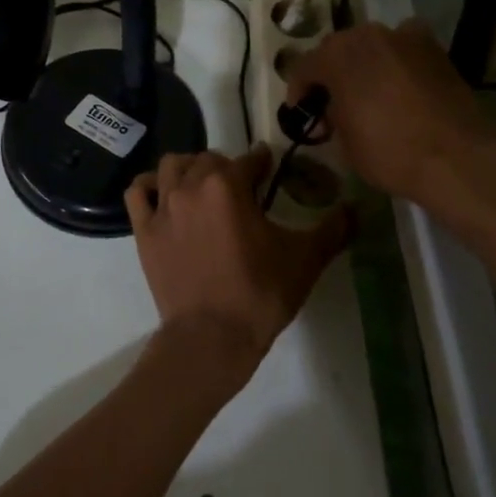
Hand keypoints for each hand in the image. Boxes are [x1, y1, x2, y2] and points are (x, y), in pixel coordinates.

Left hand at [125, 146, 352, 387]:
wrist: (211, 337)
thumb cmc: (260, 294)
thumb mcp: (305, 259)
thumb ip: (333, 228)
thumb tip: (356, 208)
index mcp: (228, 185)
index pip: (250, 159)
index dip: (264, 163)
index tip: (270, 169)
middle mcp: (191, 185)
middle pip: (209, 159)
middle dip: (227, 167)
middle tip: (241, 189)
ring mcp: (163, 206)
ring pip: (171, 166)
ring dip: (189, 169)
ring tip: (202, 188)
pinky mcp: (143, 229)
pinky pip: (138, 191)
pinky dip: (150, 186)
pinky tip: (163, 195)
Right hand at [285, 19, 495, 222]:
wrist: (457, 158)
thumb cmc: (389, 151)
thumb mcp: (343, 142)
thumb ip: (331, 115)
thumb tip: (334, 108)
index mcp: (337, 55)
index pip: (304, 67)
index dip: (299, 92)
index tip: (303, 115)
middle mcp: (368, 35)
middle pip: (338, 50)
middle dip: (331, 75)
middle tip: (332, 105)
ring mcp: (405, 37)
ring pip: (372, 46)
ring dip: (364, 65)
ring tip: (368, 94)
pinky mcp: (435, 49)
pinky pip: (405, 49)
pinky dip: (397, 61)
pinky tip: (400, 85)